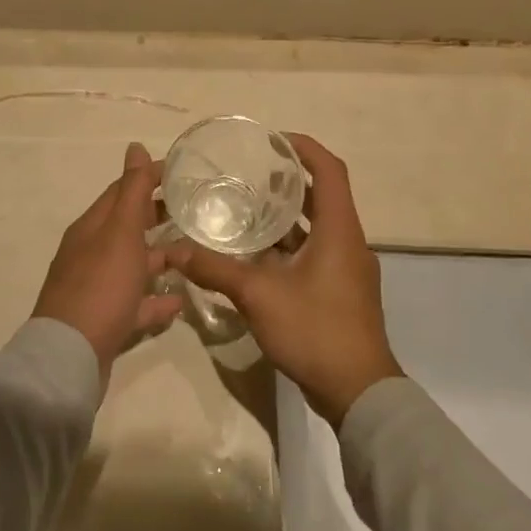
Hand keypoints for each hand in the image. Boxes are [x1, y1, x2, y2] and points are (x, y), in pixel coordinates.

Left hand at [33, 142, 182, 376]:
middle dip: (157, 216)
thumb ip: (132, 191)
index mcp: (92, 228)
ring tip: (195, 254)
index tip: (185, 171)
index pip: (122, 191)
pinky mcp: (106, 321)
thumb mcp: (120, 231)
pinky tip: (180, 301)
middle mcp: (91, 253)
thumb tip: (135, 146)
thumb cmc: (100, 285)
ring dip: (161, 258)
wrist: (70, 355)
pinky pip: (136, 304)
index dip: (150, 178)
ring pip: (133, 266)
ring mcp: (98, 288)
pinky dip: (156, 300)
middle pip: (128, 228)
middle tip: (196, 210)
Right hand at [164, 134, 401, 425]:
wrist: (358, 392)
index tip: (273, 139)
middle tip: (248, 174)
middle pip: (322, 196)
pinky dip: (289, 245)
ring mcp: (347, 269)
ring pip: (317, 227)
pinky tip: (256, 255)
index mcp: (339, 231)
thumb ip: (215, 269)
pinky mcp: (341, 291)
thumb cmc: (315, 330)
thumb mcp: (258, 295)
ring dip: (287, 215)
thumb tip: (173, 250)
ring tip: (246, 208)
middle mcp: (348, 242)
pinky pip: (315, 252)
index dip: (304, 148)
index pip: (329, 171)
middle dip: (288, 181)